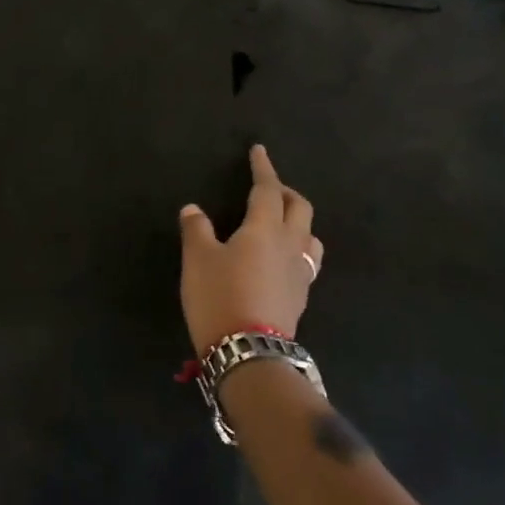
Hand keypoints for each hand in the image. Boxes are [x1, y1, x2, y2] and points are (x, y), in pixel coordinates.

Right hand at [177, 144, 323, 354]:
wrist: (249, 352)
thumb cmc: (219, 296)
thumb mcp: (197, 259)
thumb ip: (196, 230)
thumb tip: (194, 210)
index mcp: (264, 228)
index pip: (268, 189)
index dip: (263, 168)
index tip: (259, 151)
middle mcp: (290, 245)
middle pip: (299, 208)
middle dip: (285, 192)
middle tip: (268, 186)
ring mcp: (300, 273)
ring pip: (310, 235)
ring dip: (298, 221)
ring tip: (281, 221)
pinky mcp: (301, 296)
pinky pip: (306, 260)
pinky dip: (297, 247)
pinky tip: (282, 258)